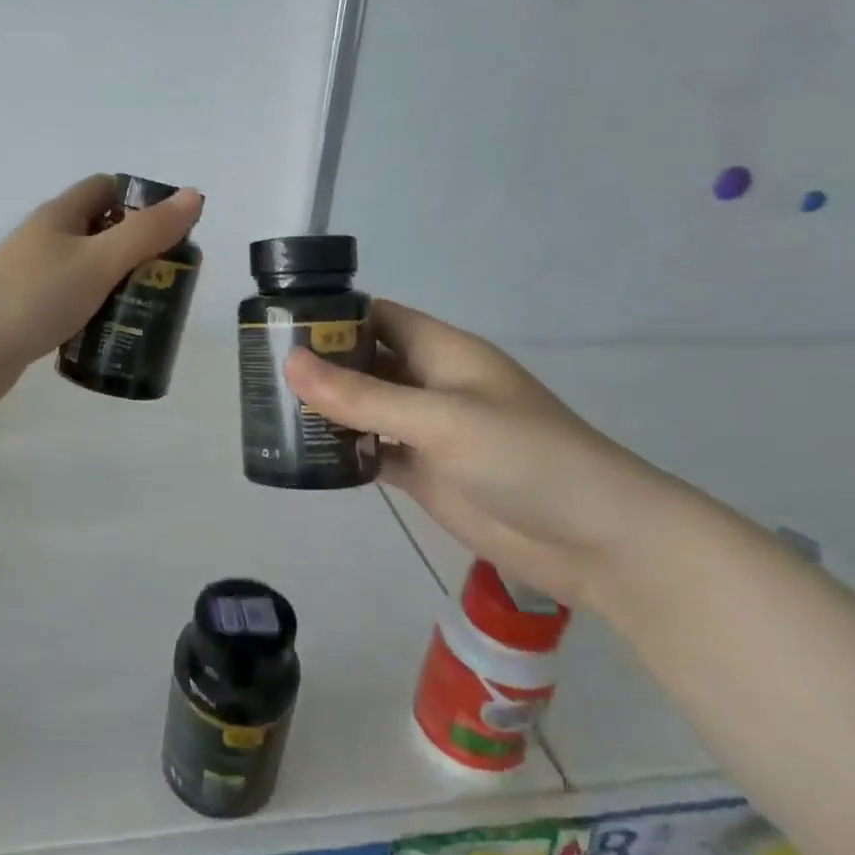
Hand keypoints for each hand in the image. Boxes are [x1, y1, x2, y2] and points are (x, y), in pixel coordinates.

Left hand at [0, 175, 202, 458]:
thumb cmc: (33, 296)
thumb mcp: (98, 260)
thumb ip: (146, 232)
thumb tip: (193, 195)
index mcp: (60, 216)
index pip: (106, 188)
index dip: (141, 200)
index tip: (173, 229)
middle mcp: (46, 242)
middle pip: (99, 232)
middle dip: (136, 250)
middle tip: (170, 279)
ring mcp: (34, 281)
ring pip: (86, 273)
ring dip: (117, 286)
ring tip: (151, 310)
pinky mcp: (28, 317)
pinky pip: (72, 307)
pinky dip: (95, 315)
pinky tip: (113, 335)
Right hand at [283, 301, 690, 606]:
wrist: (594, 538)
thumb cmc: (524, 458)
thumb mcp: (439, 419)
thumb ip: (363, 395)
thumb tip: (289, 363)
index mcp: (442, 352)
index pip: (378, 317)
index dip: (333, 316)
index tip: (278, 325)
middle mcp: (431, 384)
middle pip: (366, 362)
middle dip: (320, 365)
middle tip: (260, 374)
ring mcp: (428, 431)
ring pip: (366, 409)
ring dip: (327, 410)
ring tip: (270, 413)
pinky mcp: (426, 473)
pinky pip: (375, 452)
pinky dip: (345, 453)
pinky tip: (308, 458)